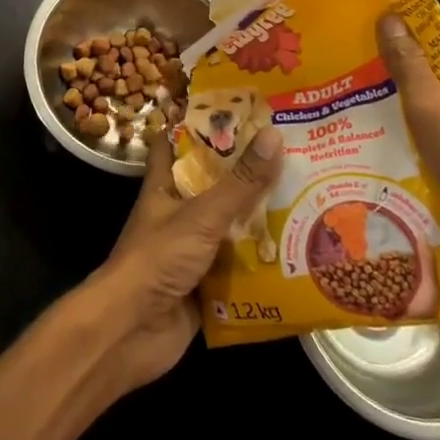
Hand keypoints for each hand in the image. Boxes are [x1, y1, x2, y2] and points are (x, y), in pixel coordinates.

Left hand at [80, 125, 284, 396]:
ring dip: (261, 220)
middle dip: (248, 173)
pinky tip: (300, 254)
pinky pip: (240, 268)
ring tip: (309, 198)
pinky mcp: (206, 286)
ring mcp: (192, 251)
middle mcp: (178, 213)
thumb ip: (240, 182)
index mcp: (165, 185)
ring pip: (231, 227)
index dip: (200, 123)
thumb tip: (275, 134)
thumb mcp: (202, 215)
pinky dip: (263, 263)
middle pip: (215, 185)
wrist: (131, 332)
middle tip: (293, 153)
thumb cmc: (157, 259)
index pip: (177, 142)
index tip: (237, 107)